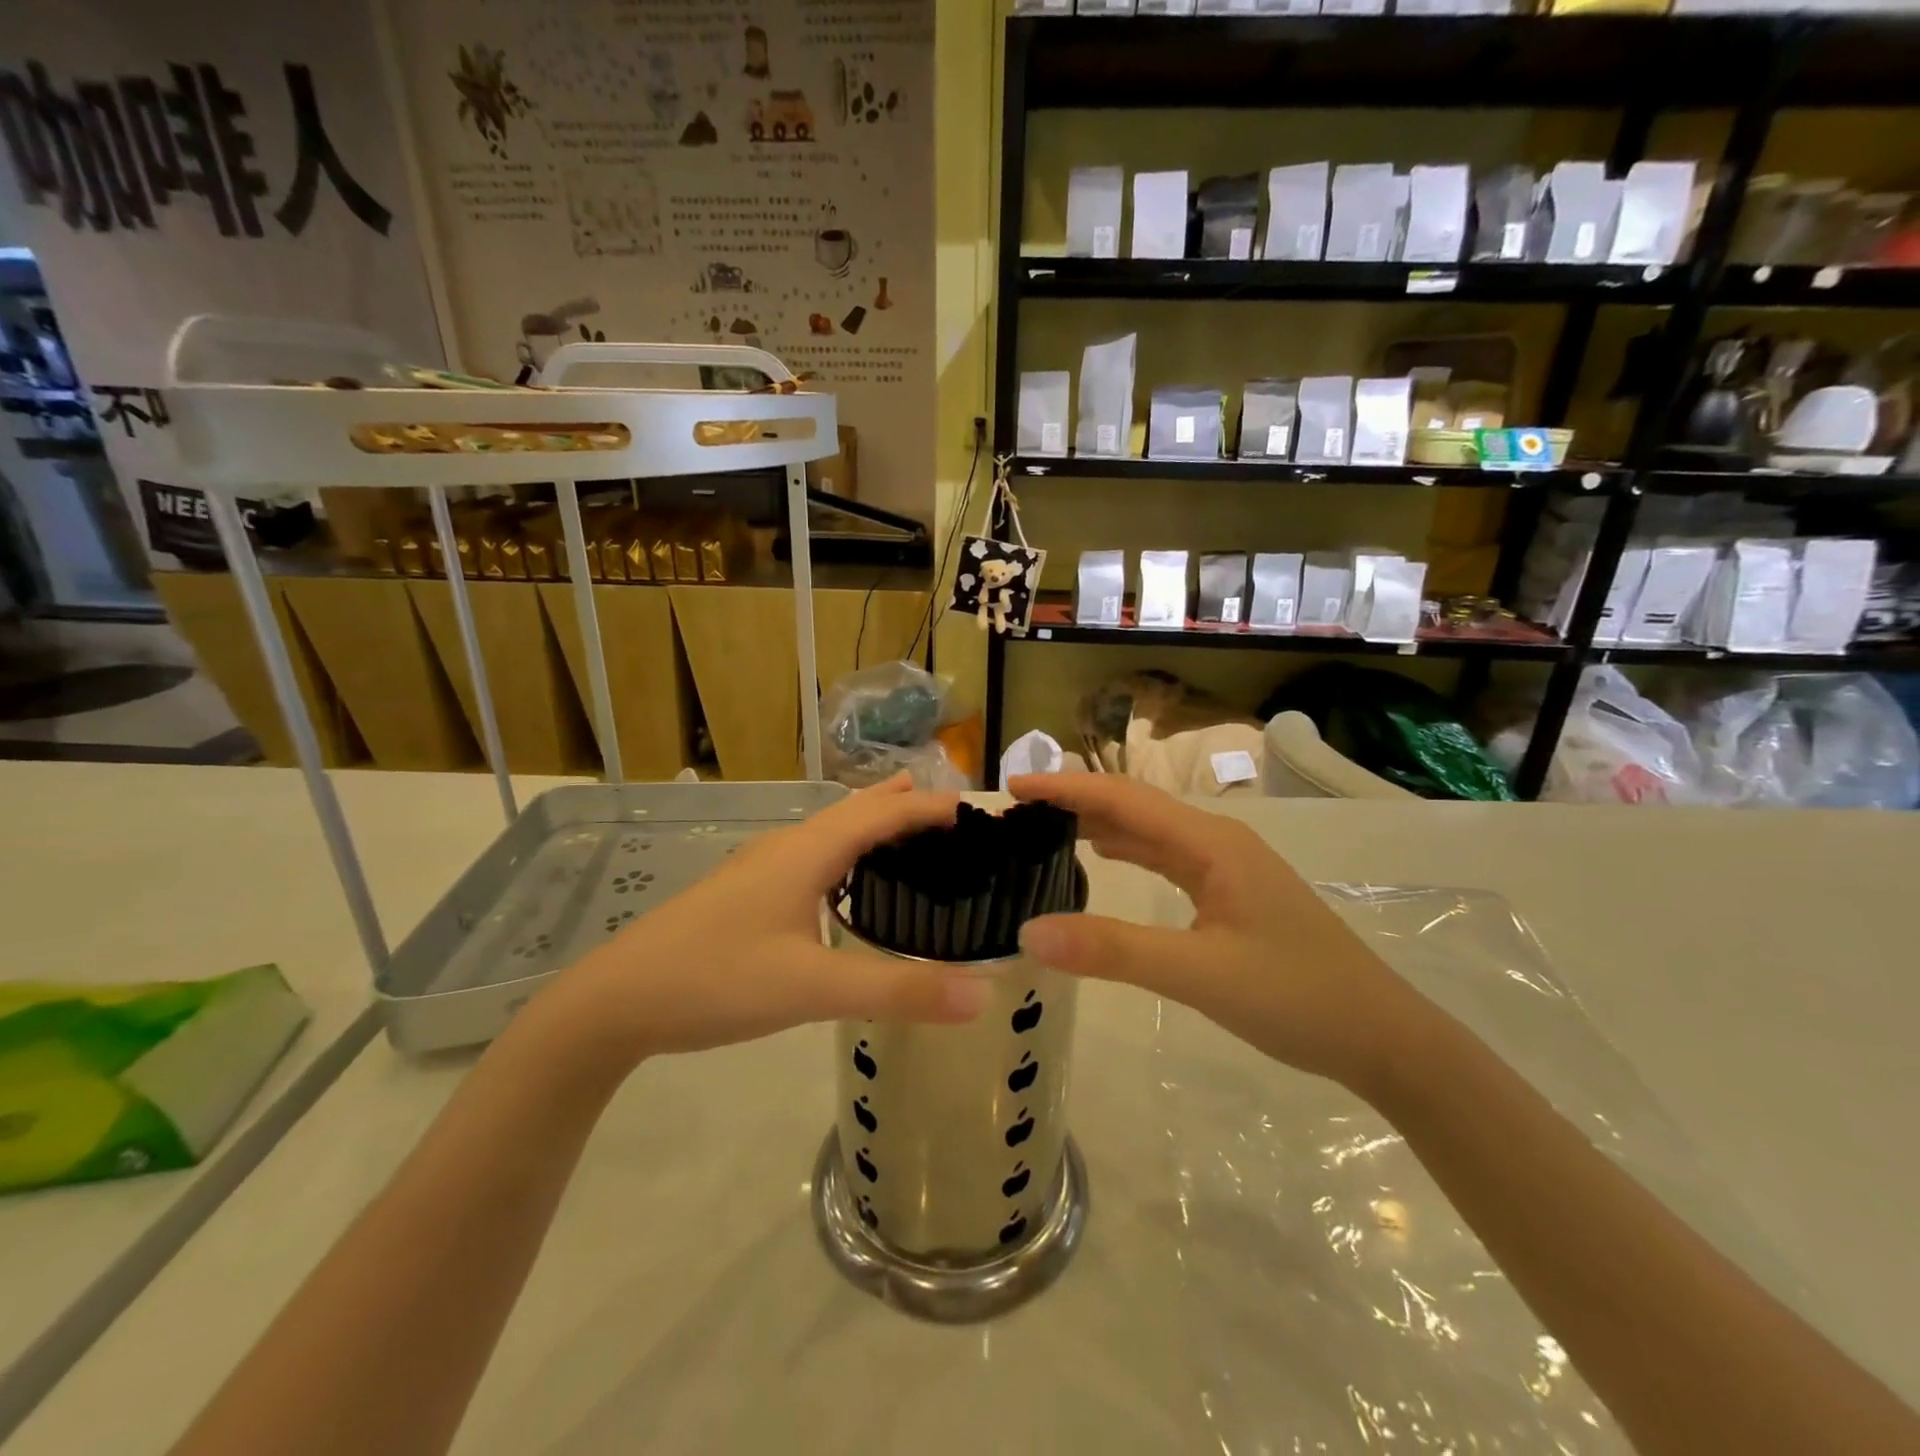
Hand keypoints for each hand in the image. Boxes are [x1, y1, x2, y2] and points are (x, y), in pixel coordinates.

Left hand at [545, 776, 989, 1065]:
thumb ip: (896, 992)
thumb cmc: (717, 980)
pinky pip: (812, 853)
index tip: (976, 810)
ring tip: (905, 822)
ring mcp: (760, 868)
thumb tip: (982, 995)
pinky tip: (842, 878)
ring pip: (829, 830)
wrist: (617, 999)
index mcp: (807, 853)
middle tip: (950, 810)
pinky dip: (846, 849)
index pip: (882, 814)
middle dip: (903, 804)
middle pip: (855, 810)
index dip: (929, 808)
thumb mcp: (812, 990)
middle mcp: (786, 847)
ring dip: (872, 821)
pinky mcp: (745, 891)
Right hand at [1009, 773, 1429, 1089]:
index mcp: (1212, 843)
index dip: (1065, 788)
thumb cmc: (1296, 996)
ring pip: (1150, 832)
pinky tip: (1102, 858)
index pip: (1123, 800)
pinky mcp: (1230, 895)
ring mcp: (1227, 868)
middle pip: (1134, 807)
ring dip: (1099, 824)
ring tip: (1045, 828)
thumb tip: (1029, 931)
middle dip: (1076, 801)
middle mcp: (1217, 842)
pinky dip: (1126, 851)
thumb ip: (1114, 950)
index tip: (1012, 786)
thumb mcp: (1199, 974)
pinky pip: (1165, 859)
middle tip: (1017, 811)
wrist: (1382, 1038)